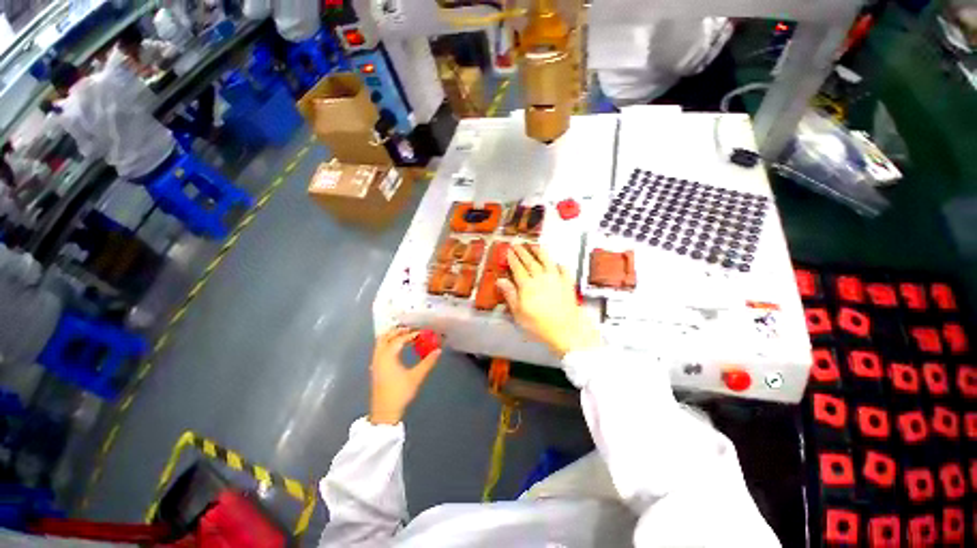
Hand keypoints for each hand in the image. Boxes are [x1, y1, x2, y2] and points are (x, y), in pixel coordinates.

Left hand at [369, 327, 441, 424]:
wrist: (384, 412)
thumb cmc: (400, 393)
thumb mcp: (416, 377)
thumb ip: (428, 362)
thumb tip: (438, 350)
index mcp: (388, 357)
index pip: (399, 339)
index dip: (411, 334)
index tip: (421, 333)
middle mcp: (379, 357)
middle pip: (385, 337)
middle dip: (397, 331)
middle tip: (410, 329)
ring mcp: (375, 363)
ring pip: (380, 343)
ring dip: (392, 337)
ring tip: (405, 336)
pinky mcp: (375, 368)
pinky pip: (380, 349)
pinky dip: (388, 343)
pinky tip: (398, 348)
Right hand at [496, 244, 600, 357]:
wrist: (566, 330)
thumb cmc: (538, 325)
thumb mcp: (518, 313)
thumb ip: (510, 294)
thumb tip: (500, 280)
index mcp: (527, 285)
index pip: (518, 268)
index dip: (512, 259)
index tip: (508, 250)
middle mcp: (541, 278)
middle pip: (530, 262)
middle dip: (523, 252)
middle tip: (517, 244)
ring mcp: (556, 279)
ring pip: (547, 261)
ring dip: (540, 252)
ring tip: (534, 245)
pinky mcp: (568, 284)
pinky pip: (564, 270)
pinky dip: (560, 265)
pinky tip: (558, 263)